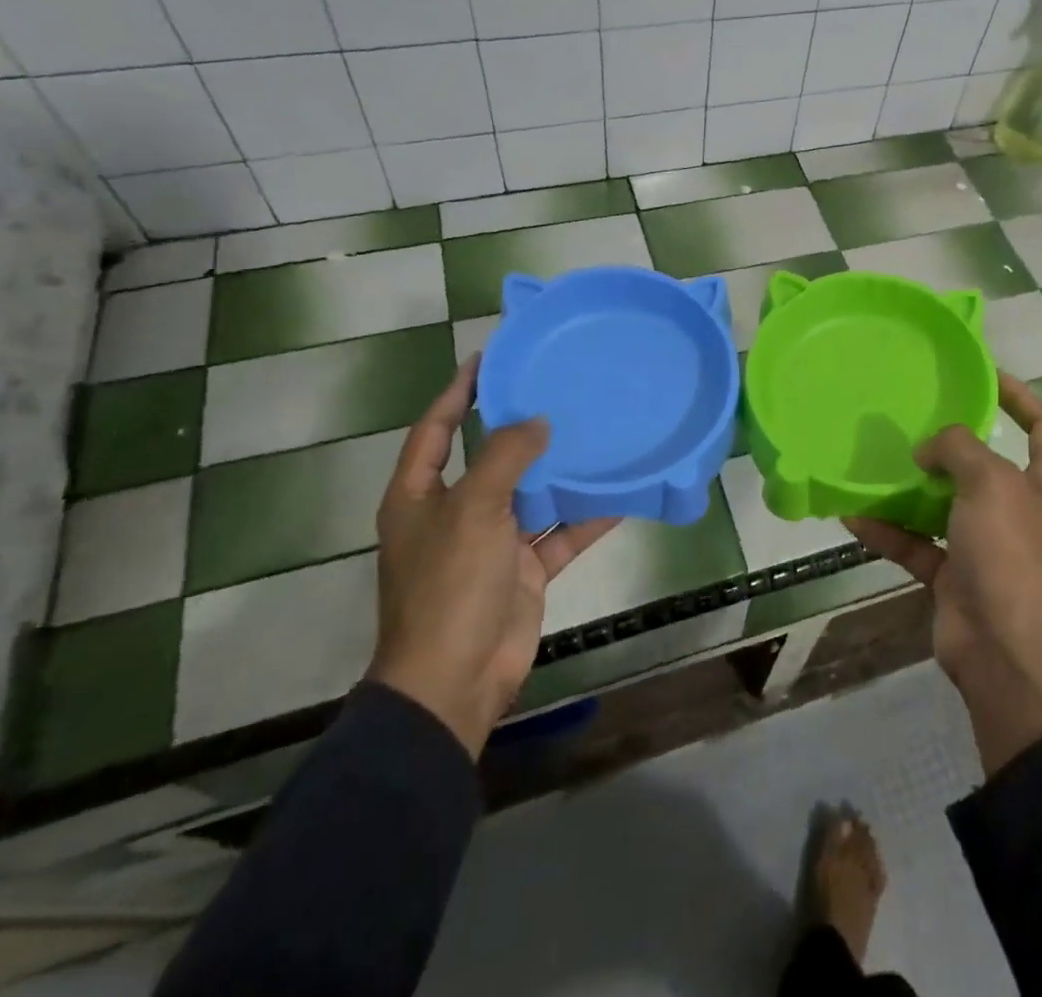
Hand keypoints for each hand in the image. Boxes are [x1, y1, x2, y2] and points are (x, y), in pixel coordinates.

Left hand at [366, 356, 615, 757]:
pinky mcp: (525, 570)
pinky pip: (560, 533)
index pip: (437, 428)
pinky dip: (586, 517)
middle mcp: (455, 513)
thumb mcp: (473, 510)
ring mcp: (492, 544)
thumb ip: (505, 457)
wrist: (455, 682)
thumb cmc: (449, 586)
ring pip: (532, 494)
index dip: (459, 392)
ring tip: (595, 430)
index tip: (491, 358)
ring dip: (560, 470)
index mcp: (421, 495)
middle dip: (520, 427)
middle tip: (558, 389)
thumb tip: (537, 422)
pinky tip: (620, 494)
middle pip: (490, 458)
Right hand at [849, 372, 1041, 776]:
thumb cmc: (1013, 557)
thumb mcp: (991, 484)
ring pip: (946, 504)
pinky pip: (917, 544)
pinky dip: (889, 530)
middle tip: (913, 417)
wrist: (1009, 658)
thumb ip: (960, 448)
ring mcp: (988, 546)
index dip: (1019, 395)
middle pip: (987, 464)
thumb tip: (930, 448)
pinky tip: (853, 515)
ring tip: (876, 460)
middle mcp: (1021, 510)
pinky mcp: (956, 577)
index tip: (982, 375)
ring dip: (913, 487)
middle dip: (953, 442)